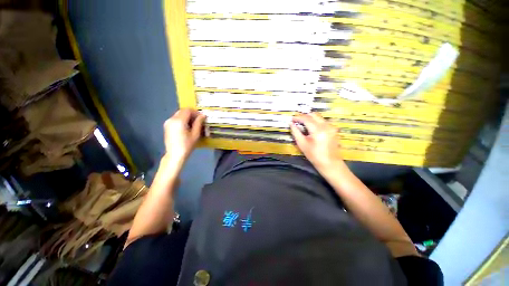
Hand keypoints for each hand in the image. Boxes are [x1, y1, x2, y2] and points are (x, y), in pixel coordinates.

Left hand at [163, 108, 205, 166]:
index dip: (196, 112)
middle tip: (198, 121)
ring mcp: (168, 122)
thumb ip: (199, 123)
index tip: (202, 118)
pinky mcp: (166, 126)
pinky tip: (187, 128)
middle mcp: (171, 119)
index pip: (188, 110)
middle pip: (182, 111)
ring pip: (179, 114)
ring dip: (187, 117)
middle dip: (191, 114)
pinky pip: (175, 119)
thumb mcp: (195, 134)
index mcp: (179, 121)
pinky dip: (182, 120)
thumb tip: (203, 115)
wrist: (175, 155)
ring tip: (193, 125)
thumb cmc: (187, 145)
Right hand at [290, 113, 342, 169]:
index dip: (298, 118)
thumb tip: (291, 124)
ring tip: (303, 125)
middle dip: (304, 116)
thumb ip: (296, 132)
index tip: (292, 119)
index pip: (306, 119)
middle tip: (297, 121)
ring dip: (310, 119)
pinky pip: (323, 121)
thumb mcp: (302, 144)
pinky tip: (311, 129)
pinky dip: (316, 122)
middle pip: (313, 115)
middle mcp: (326, 125)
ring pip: (319, 117)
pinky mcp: (334, 129)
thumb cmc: (314, 155)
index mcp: (318, 130)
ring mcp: (331, 127)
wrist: (330, 163)